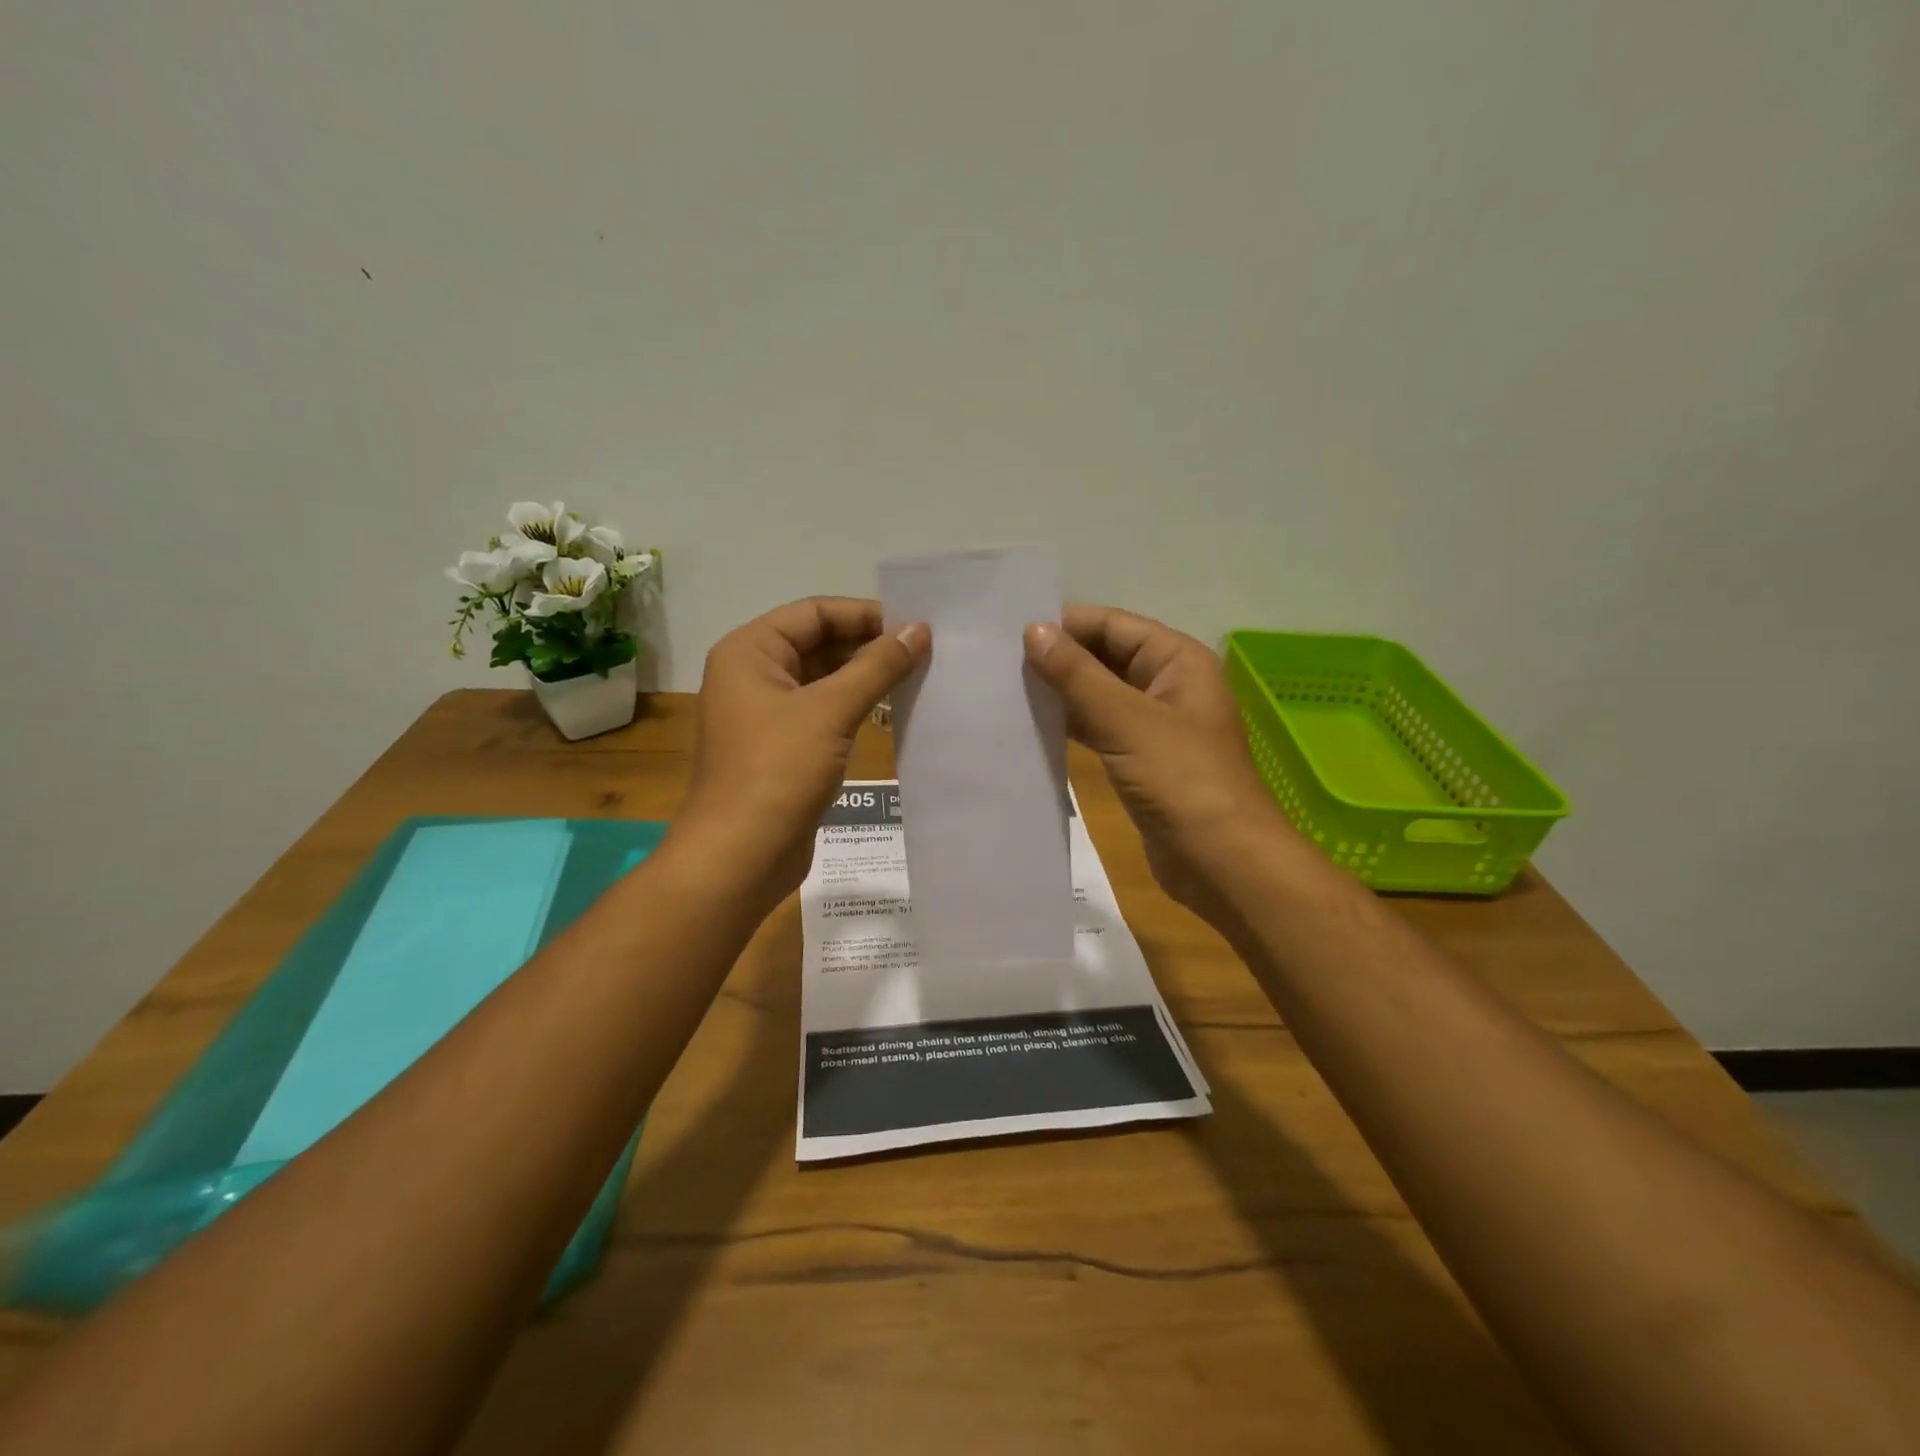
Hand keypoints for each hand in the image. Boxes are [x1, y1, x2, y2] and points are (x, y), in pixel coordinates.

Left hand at [680, 597, 929, 905]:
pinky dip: (855, 708)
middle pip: (818, 643)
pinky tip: (893, 712)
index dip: (865, 614)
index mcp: (750, 652)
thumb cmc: (778, 771)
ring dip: (866, 678)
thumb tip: (919, 629)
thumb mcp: (831, 711)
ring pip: (823, 680)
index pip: (814, 613)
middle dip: (869, 646)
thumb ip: (877, 666)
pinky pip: (823, 712)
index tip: (914, 626)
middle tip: (924, 652)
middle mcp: (753, 674)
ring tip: (917, 678)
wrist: (741, 855)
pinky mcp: (782, 747)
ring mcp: (766, 713)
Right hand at [1024, 606, 1301, 921]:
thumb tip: (1034, 630)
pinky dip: (1072, 725)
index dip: (1066, 624)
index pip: (1112, 624)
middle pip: (1106, 656)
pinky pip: (1101, 728)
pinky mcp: (1141, 758)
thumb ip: (1077, 674)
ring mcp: (1154, 724)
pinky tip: (1034, 725)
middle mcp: (1168, 684)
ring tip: (1008, 690)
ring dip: (1062, 692)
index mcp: (1177, 660)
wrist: (1221, 862)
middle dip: (1060, 658)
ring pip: (1100, 693)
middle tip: (1001, 663)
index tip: (1011, 634)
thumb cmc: (1181, 780)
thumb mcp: (1125, 720)